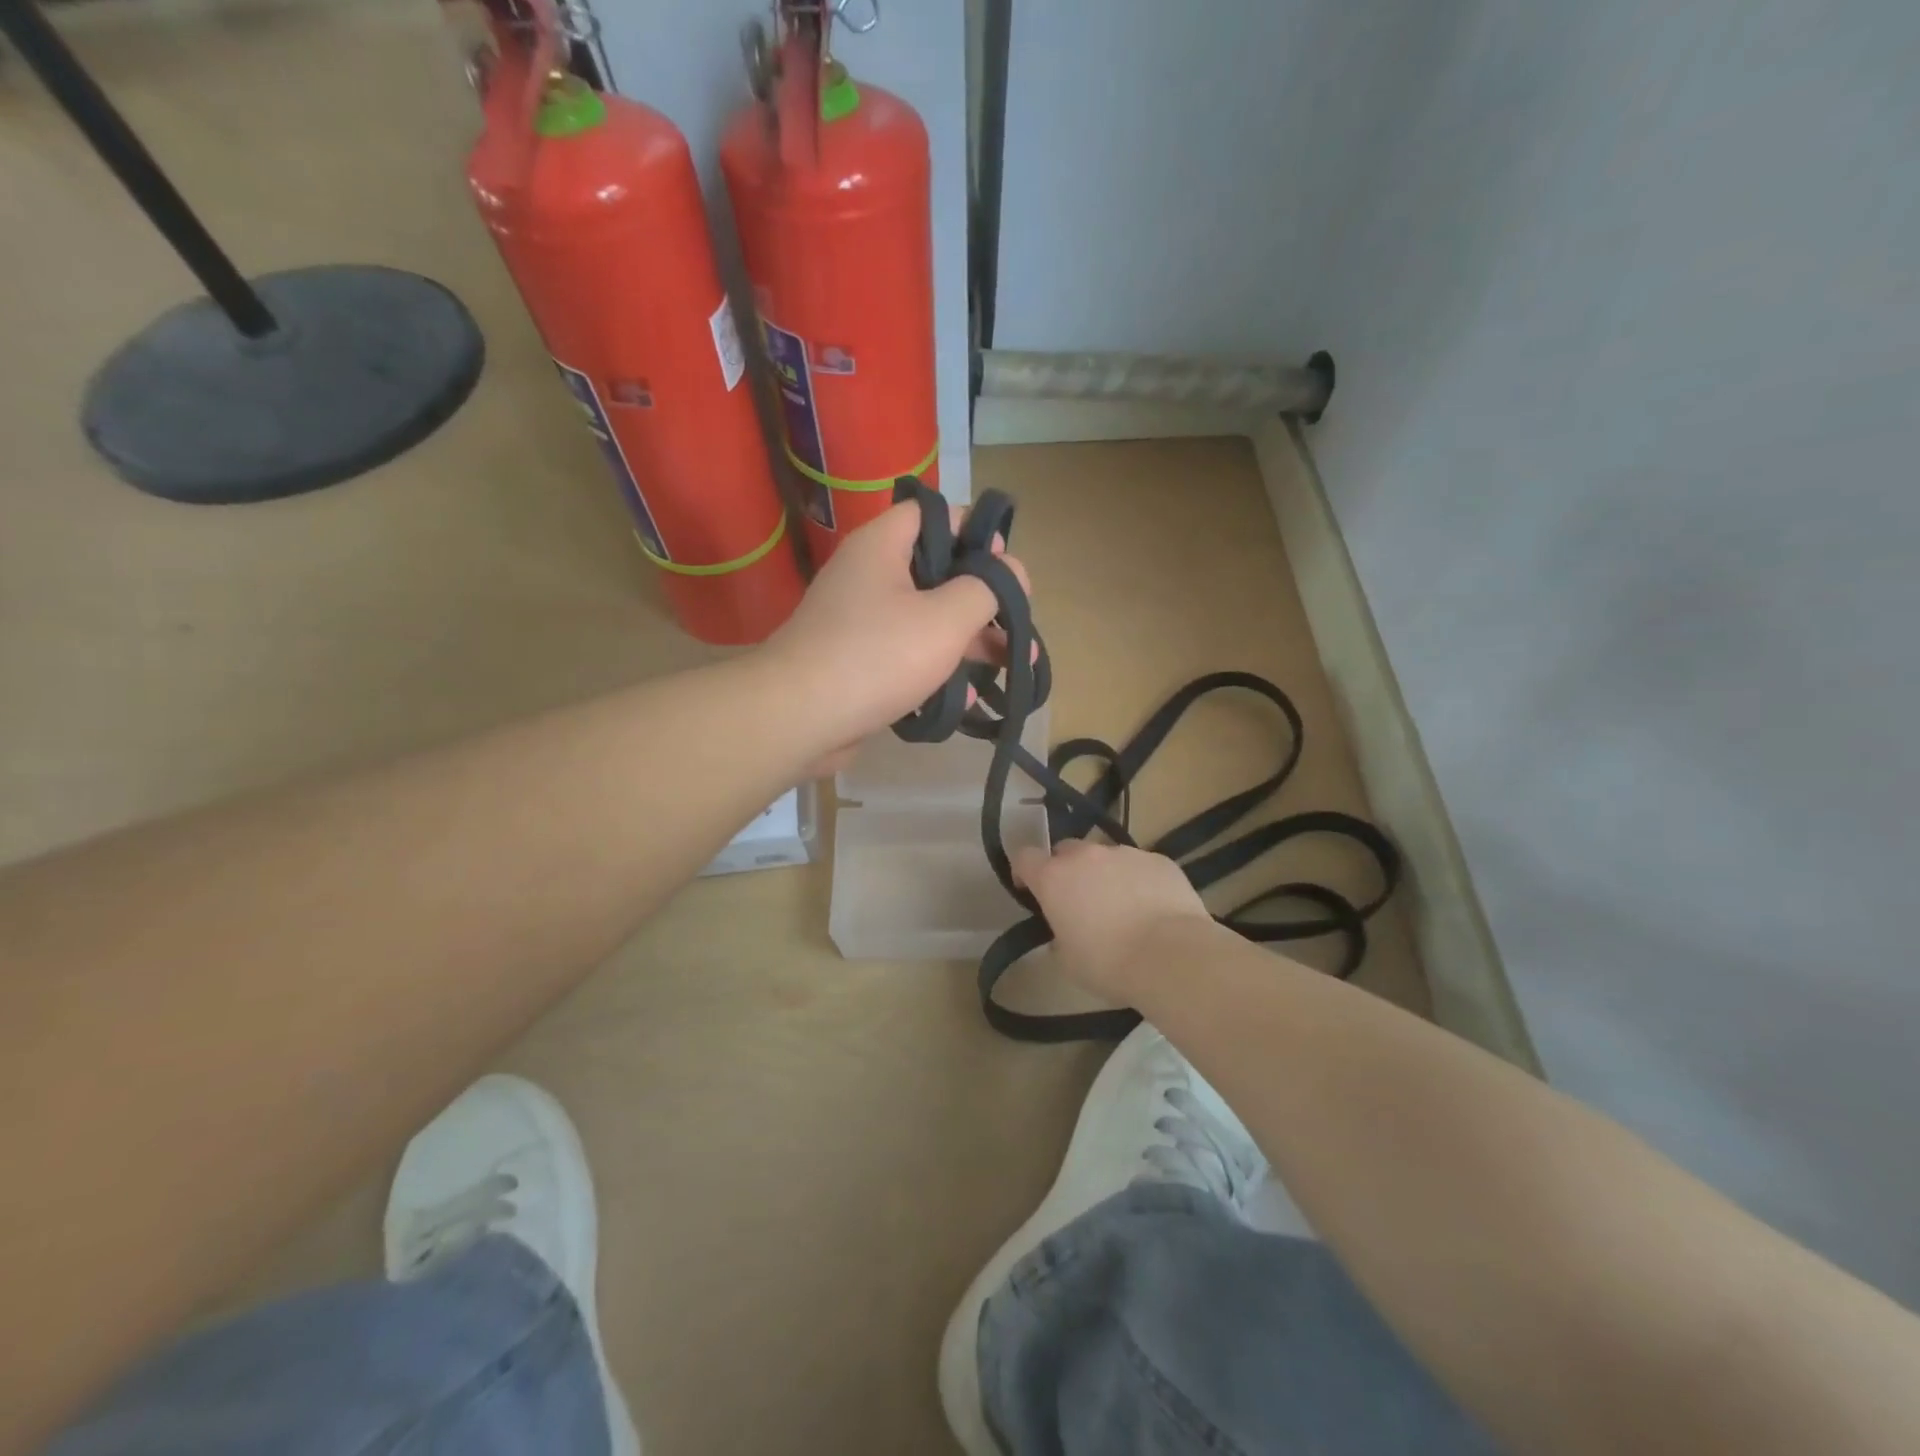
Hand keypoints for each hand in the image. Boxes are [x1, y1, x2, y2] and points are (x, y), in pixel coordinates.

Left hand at [763, 500, 1026, 765]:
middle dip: (982, 597)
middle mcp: (868, 576)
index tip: (1005, 561)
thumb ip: (987, 588)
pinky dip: (937, 668)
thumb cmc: (877, 656)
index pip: (932, 514)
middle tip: (1018, 620)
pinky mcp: (857, 662)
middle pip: (936, 571)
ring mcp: (860, 622)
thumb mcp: (945, 618)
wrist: (799, 718)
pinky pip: (906, 655)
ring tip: (1014, 663)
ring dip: (969, 639)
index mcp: (882, 546)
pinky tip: (968, 696)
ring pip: (926, 618)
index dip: (973, 530)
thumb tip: (1010, 570)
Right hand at [1013, 841, 1214, 1001]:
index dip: (1024, 871)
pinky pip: (1140, 865)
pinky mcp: (1159, 860)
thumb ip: (1059, 935)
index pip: (1025, 857)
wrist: (1173, 957)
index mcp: (1054, 878)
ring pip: (1106, 857)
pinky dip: (1138, 881)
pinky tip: (1152, 908)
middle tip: (1078, 901)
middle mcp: (1087, 856)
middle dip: (1067, 870)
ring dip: (1104, 874)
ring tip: (1121, 907)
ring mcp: (1126, 853)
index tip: (1029, 889)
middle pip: (1066, 850)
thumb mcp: (1068, 960)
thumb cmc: (1109, 964)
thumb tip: (1067, 930)